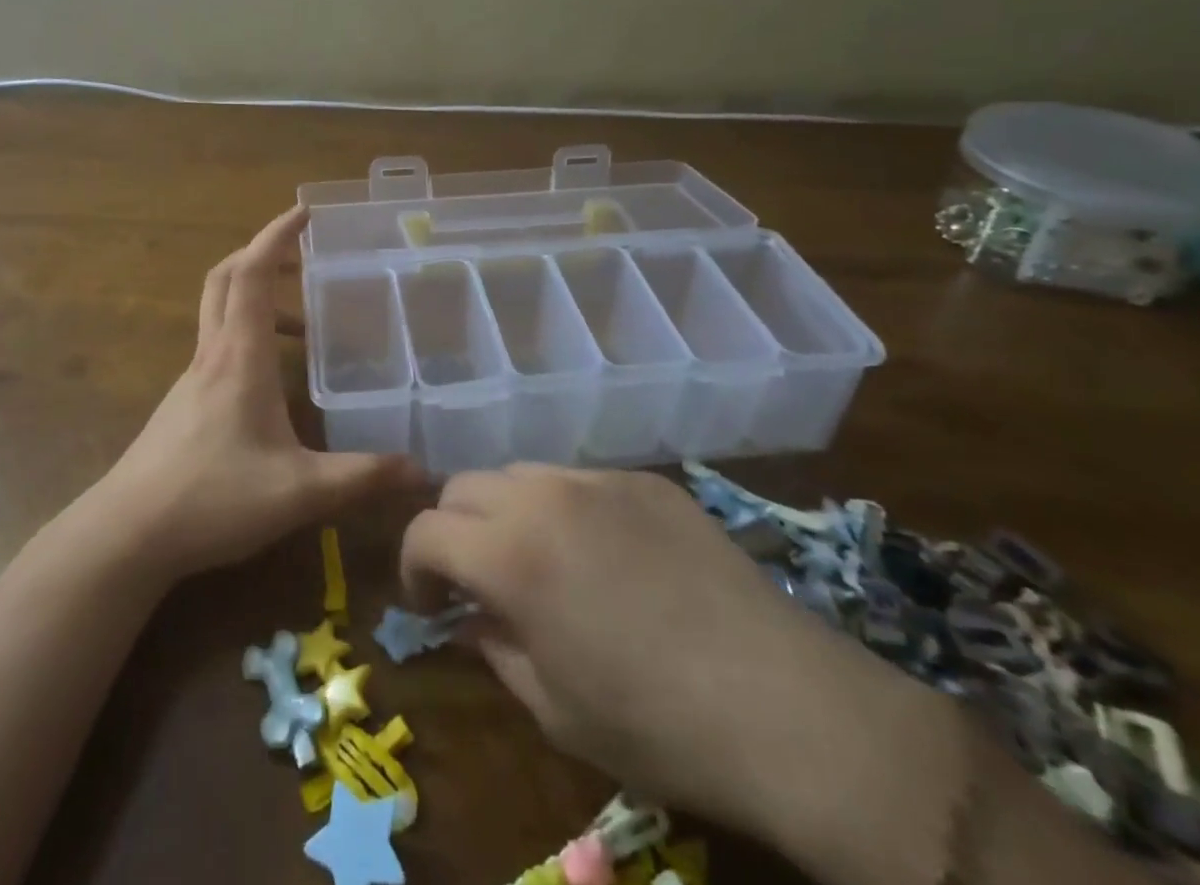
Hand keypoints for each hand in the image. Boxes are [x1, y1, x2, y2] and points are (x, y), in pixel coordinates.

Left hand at [96, 204, 421, 580]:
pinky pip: (216, 345)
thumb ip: (361, 477)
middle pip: (226, 277)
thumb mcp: (299, 491)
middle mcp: (212, 353)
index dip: (277, 234)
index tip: (304, 211)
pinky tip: (271, 382)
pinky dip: (245, 336)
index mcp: (239, 355)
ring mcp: (192, 377)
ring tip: (303, 329)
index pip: (252, 271)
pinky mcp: (182, 402)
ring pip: (218, 311)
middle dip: (262, 254)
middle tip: (303, 257)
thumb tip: (422, 472)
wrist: (128, 533)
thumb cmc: (213, 498)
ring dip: (256, 299)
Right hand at [400, 465, 951, 845]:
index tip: (431, 604)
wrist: (785, 706)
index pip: (425, 529)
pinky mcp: (646, 480)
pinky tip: (606, 557)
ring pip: (521, 474)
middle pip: (464, 486)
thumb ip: (493, 648)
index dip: (415, 566)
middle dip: (455, 530)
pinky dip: (566, 509)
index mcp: (509, 553)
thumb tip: (468, 617)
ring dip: (507, 512)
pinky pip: (580, 480)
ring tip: (538, 561)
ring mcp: (598, 479)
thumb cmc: (655, 726)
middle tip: (476, 580)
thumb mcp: (553, 707)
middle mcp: (543, 496)